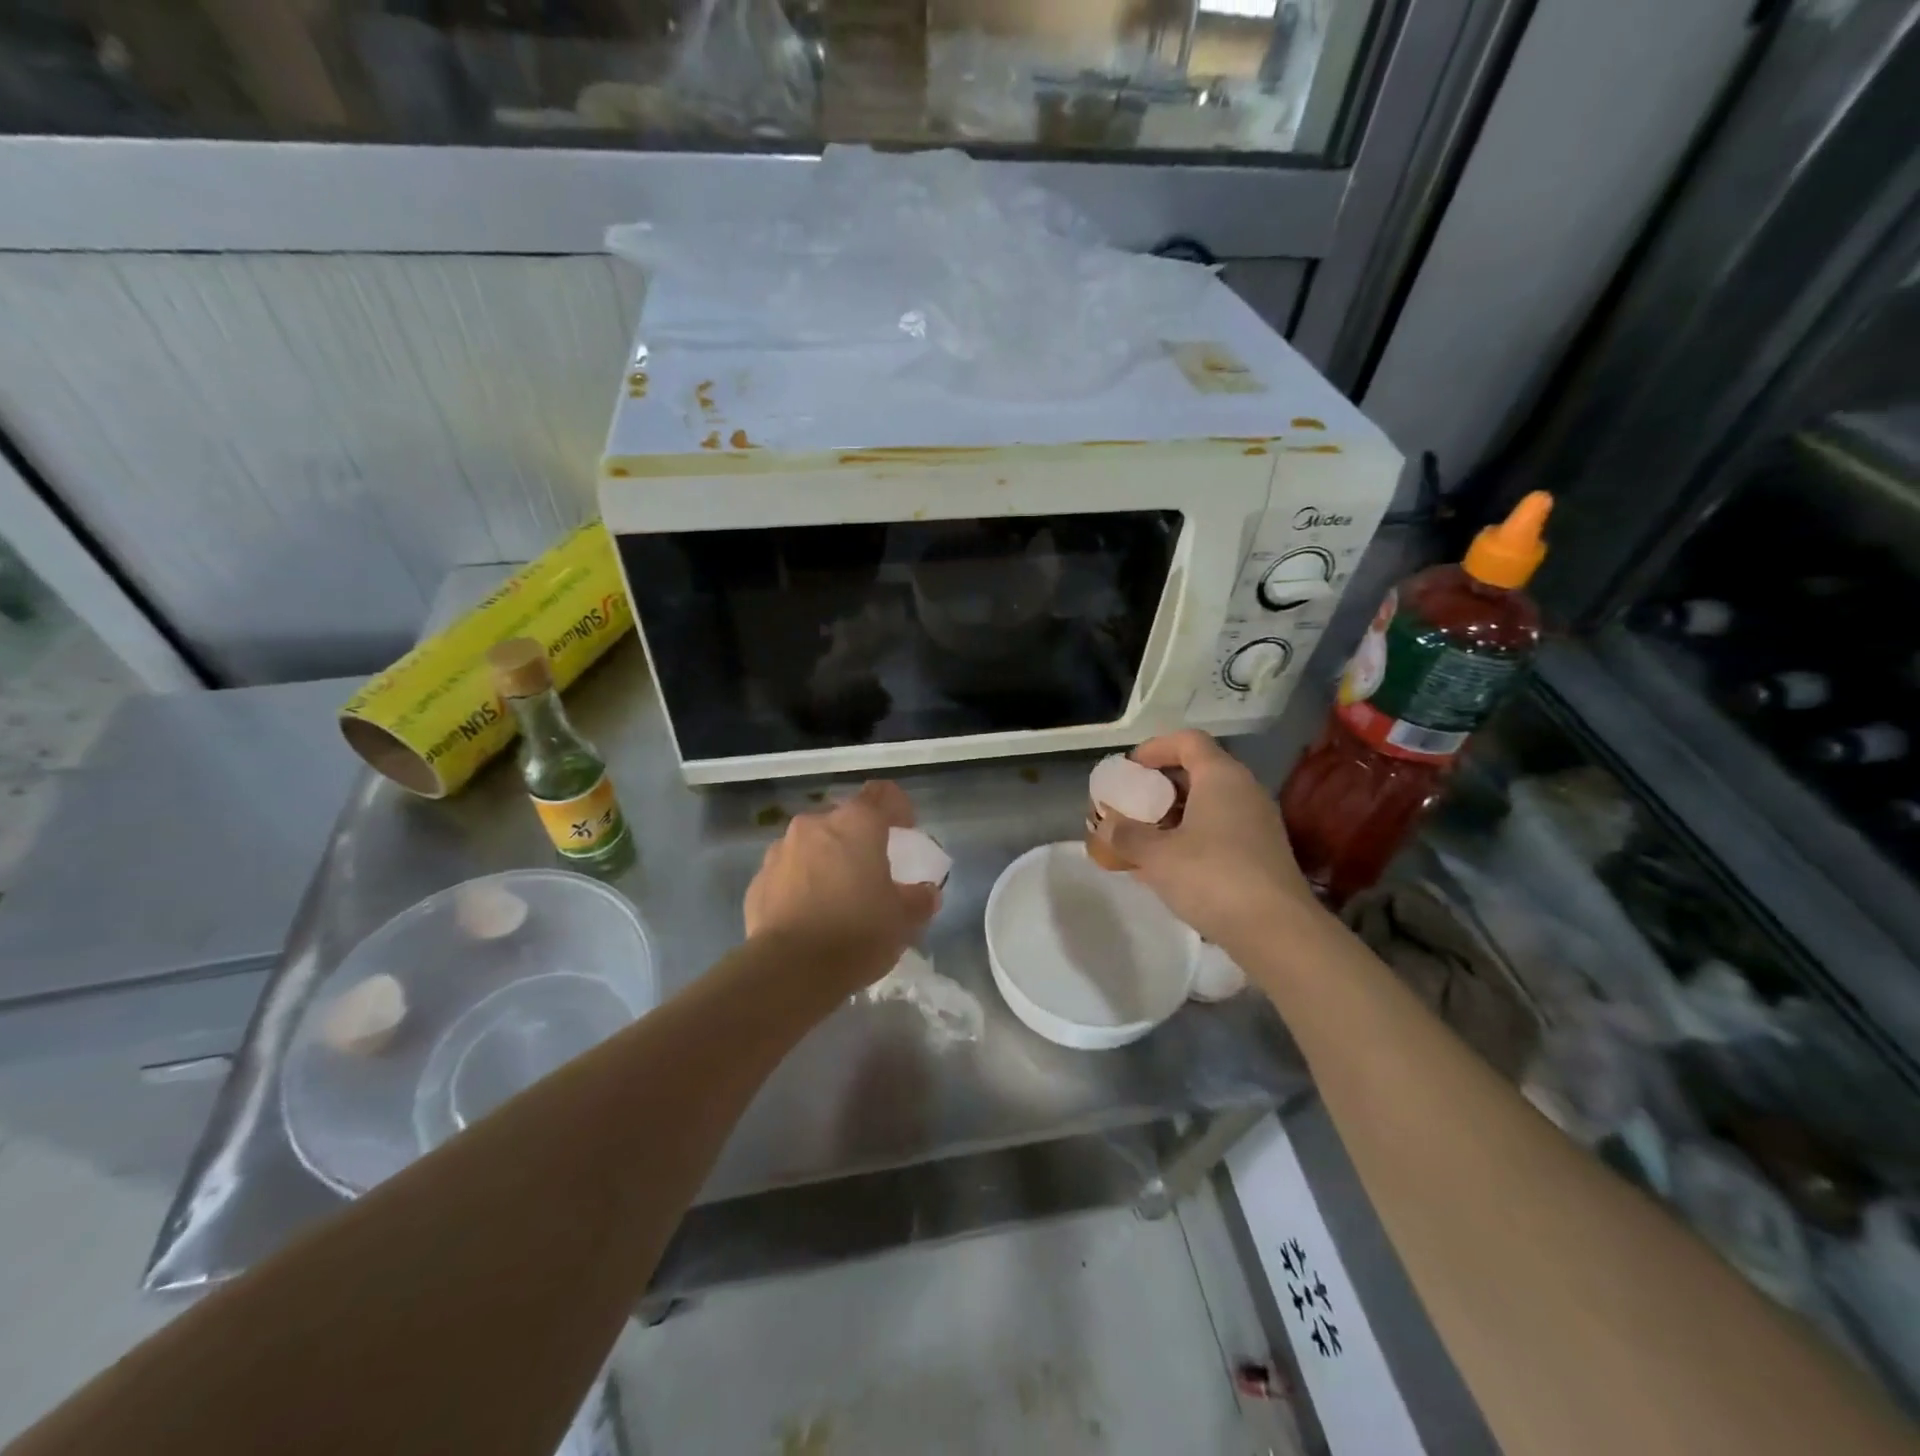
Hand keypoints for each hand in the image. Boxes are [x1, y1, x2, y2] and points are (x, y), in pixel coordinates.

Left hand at [743, 781, 939, 991]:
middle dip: (859, 839)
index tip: (906, 831)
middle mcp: (814, 825)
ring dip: (827, 860)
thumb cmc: (856, 933)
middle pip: (844, 820)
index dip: (898, 807)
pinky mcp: (758, 880)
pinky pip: (788, 872)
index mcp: (856, 824)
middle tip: (872, 870)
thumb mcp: (903, 920)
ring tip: (837, 895)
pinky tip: (810, 915)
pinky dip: (801, 884)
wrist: (789, 970)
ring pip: (812, 845)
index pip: (882, 794)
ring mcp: (780, 851)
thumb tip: (926, 892)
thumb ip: (918, 899)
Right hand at [1093, 730, 1321, 955]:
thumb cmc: (1211, 877)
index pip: (1188, 741)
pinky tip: (1169, 865)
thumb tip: (1105, 825)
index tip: (1129, 769)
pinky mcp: (1262, 852)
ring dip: (1175, 815)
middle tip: (1131, 804)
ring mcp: (1258, 822)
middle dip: (1160, 785)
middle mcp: (1244, 790)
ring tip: (1144, 837)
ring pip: (1209, 803)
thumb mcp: (1156, 855)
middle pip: (1198, 771)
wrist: (1276, 931)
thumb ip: (1126, 835)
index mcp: (1221, 777)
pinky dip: (1192, 836)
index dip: (1155, 748)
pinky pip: (1220, 829)